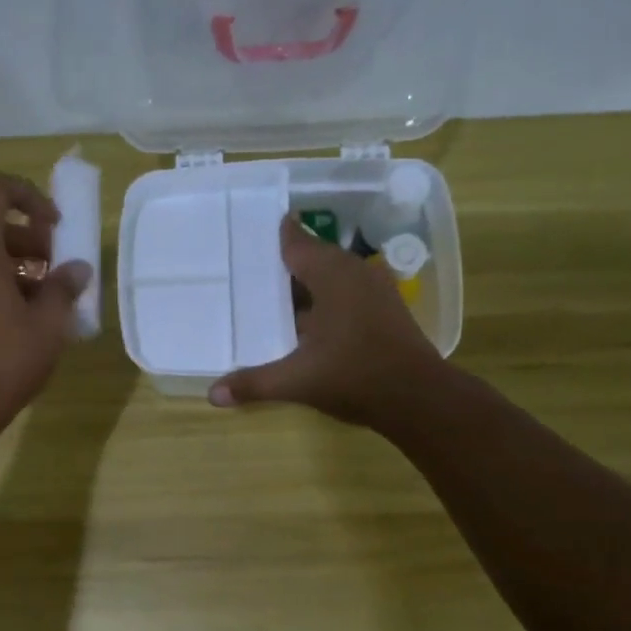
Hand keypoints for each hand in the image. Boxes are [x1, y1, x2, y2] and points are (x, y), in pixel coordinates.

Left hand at [0, 172, 91, 424]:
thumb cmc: (3, 360)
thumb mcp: (47, 325)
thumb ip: (63, 289)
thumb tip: (77, 270)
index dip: (26, 194)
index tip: (54, 225)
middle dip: (31, 240)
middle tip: (59, 271)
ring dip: (20, 268)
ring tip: (50, 302)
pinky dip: (2, 288)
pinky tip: (27, 322)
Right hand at [208, 216, 445, 427]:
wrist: (418, 398)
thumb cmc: (355, 377)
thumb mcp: (298, 380)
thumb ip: (254, 383)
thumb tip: (212, 394)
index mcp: (332, 275)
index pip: (297, 243)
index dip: (276, 236)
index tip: (252, 231)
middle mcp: (355, 274)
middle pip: (314, 259)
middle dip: (285, 265)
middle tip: (252, 269)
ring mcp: (375, 291)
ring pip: (332, 278)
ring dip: (306, 286)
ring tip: (274, 296)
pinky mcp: (386, 311)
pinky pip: (347, 294)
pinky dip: (325, 301)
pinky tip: (307, 322)